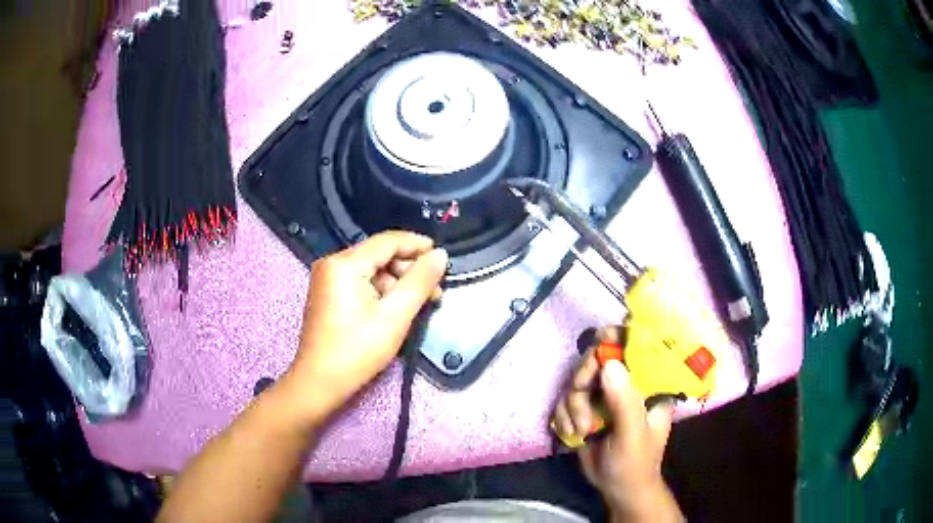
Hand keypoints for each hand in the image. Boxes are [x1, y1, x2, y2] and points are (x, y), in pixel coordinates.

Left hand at [284, 231, 447, 419]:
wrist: (319, 383)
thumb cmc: (357, 350)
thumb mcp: (395, 316)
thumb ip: (420, 281)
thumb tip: (440, 254)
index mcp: (344, 263)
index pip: (388, 241)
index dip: (418, 245)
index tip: (443, 256)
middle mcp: (332, 263)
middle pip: (379, 255)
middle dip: (410, 270)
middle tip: (435, 292)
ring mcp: (327, 279)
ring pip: (372, 270)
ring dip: (398, 284)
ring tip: (420, 305)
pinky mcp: (328, 295)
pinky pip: (361, 283)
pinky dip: (382, 292)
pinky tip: (398, 309)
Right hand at [553, 328, 682, 521]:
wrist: (617, 488)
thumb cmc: (635, 463)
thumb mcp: (632, 435)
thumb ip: (624, 402)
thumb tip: (609, 363)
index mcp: (649, 384)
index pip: (636, 347)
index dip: (617, 338)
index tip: (599, 343)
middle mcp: (627, 383)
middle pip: (597, 359)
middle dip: (583, 381)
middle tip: (581, 405)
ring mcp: (605, 394)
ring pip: (577, 380)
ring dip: (571, 406)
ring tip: (581, 430)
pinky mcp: (586, 407)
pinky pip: (565, 398)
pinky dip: (563, 415)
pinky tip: (572, 433)